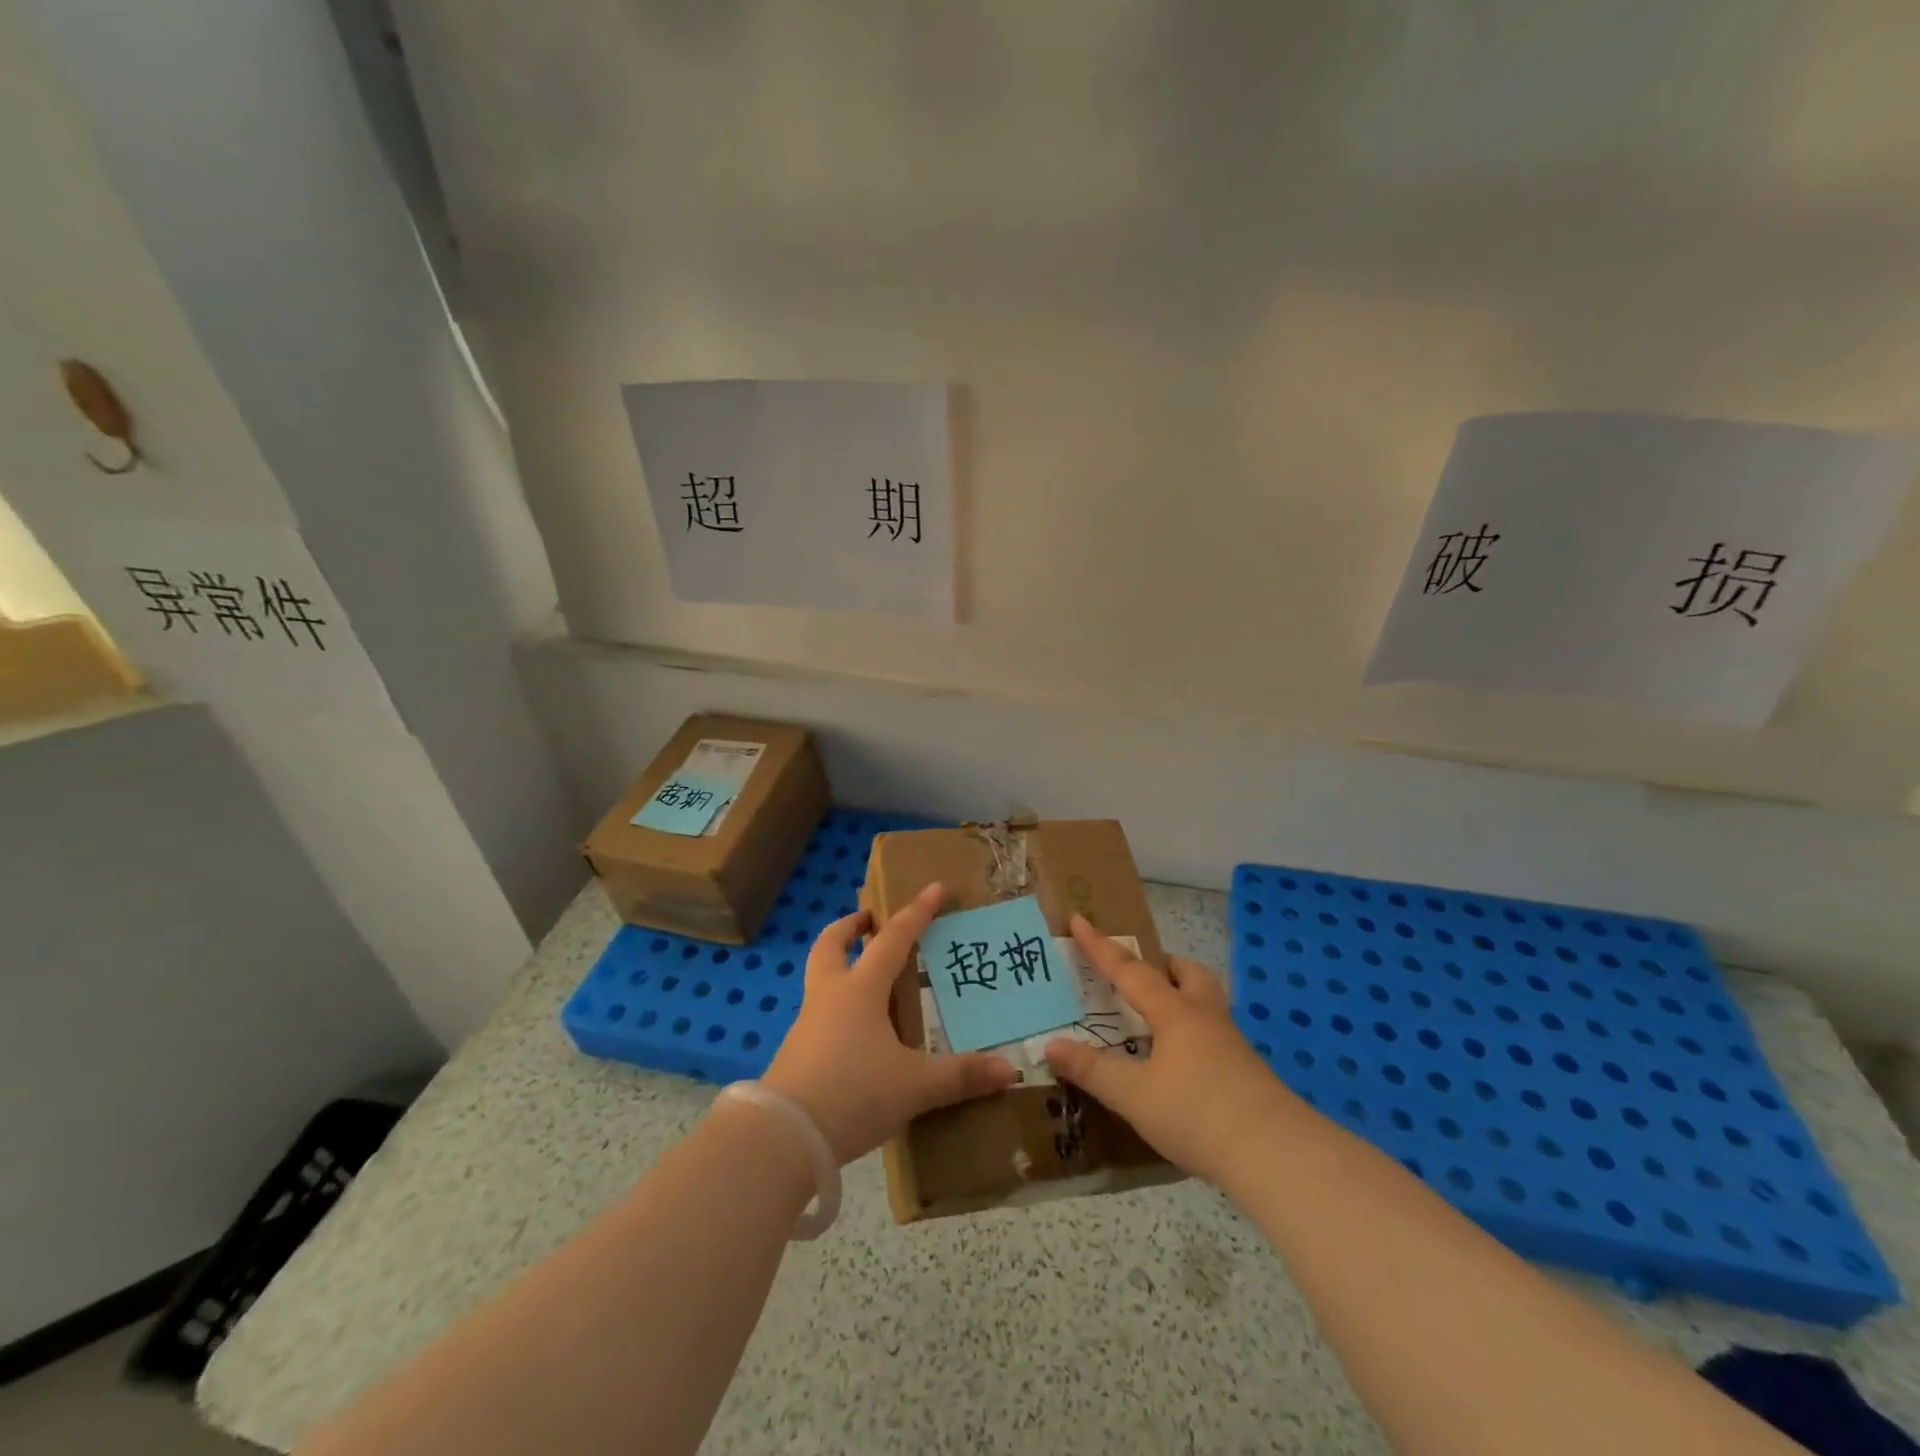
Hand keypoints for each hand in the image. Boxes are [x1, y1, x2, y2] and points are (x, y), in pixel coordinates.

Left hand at [763, 883, 1017, 1163]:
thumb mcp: (914, 1086)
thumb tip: (1010, 1071)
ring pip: (821, 977)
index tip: (934, 887)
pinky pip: (819, 1014)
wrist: (784, 1136)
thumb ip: (961, 1076)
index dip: (917, 912)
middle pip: (832, 944)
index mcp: (861, 989)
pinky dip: (837, 1007)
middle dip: (851, 926)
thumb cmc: (854, 1092)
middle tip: (869, 919)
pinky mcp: (796, 1053)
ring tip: (869, 979)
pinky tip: (857, 1033)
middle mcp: (830, 996)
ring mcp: (807, 1024)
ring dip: (841, 965)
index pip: (894, 939)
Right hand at [1045, 915, 1286, 1184]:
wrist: (1276, 1154)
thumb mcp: (1134, 1096)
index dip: (1100, 946)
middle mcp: (1204, 1017)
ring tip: (1158, 1016)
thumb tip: (1051, 1045)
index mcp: (1174, 1012)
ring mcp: (1231, 1044)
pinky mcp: (1246, 1072)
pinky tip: (1182, 1060)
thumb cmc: (1198, 1114)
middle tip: (1140, 973)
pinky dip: (1193, 1032)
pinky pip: (1213, 1033)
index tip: (1080, 919)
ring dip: (1182, 995)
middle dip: (1163, 965)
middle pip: (1188, 973)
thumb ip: (1092, 1070)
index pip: (1129, 970)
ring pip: (1206, 1000)